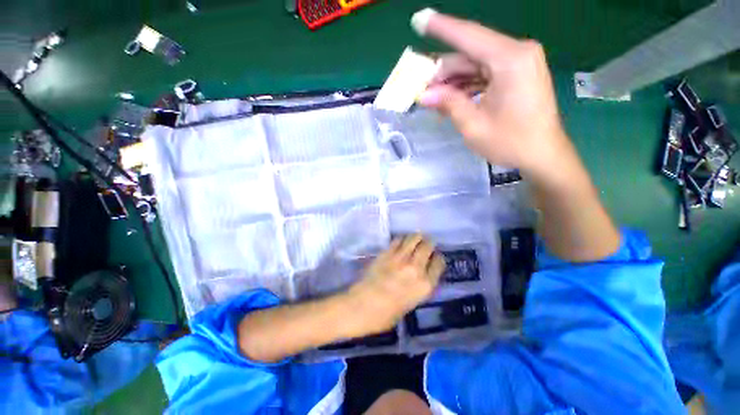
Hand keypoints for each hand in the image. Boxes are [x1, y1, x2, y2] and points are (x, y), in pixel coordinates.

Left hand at [345, 234, 444, 335]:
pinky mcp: (386, 253)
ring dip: (417, 237)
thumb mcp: (410, 304)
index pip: (438, 263)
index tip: (434, 257)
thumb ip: (418, 287)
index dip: (437, 258)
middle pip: (427, 247)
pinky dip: (402, 239)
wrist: (361, 307)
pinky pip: (398, 240)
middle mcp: (416, 268)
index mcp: (425, 285)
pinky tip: (401, 241)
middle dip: (429, 244)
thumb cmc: (386, 315)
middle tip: (427, 243)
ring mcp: (400, 258)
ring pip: (413, 239)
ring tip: (417, 238)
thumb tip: (420, 275)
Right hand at [416, 10, 573, 181]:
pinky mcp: (517, 75)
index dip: (441, 28)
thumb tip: (424, 95)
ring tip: (432, 99)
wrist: (543, 155)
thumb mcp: (473, 125)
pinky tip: (451, 99)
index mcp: (510, 59)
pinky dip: (466, 86)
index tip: (419, 19)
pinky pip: (485, 74)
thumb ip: (448, 104)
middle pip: (469, 54)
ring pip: (475, 65)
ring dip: (453, 81)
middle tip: (420, 87)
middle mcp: (516, 53)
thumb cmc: (510, 142)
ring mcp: (518, 63)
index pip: (469, 36)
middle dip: (443, 71)